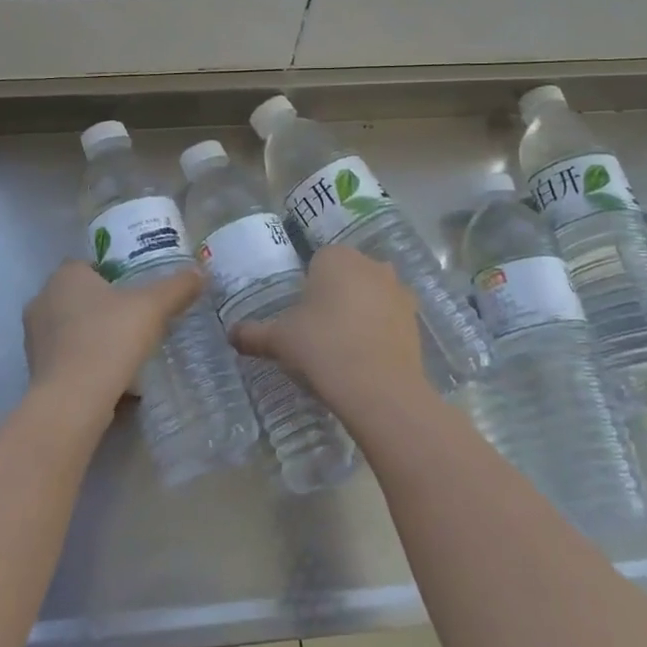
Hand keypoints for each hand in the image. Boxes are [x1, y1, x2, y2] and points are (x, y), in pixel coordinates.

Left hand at [22, 260, 203, 416]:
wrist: (73, 400)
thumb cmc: (110, 339)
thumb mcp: (153, 307)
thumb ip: (177, 287)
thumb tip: (200, 273)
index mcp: (65, 276)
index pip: (88, 264)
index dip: (112, 274)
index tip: (136, 290)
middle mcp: (42, 300)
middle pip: (79, 296)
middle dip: (104, 306)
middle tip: (136, 319)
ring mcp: (34, 337)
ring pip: (71, 328)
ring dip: (94, 335)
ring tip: (126, 350)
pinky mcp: (36, 369)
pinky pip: (67, 357)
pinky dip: (86, 361)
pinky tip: (111, 376)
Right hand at [229, 246, 433, 418]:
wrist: (379, 388)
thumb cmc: (322, 347)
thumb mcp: (279, 340)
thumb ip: (253, 334)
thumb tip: (230, 334)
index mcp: (336, 257)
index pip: (318, 260)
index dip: (307, 285)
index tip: (300, 314)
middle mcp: (371, 264)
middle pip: (347, 275)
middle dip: (336, 294)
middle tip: (318, 329)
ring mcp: (399, 291)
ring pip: (372, 294)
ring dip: (361, 310)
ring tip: (343, 345)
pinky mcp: (415, 320)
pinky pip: (390, 317)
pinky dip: (380, 330)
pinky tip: (366, 356)